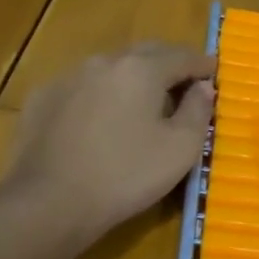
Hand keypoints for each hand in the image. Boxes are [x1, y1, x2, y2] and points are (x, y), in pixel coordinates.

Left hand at [0, 42, 215, 245]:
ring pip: (112, 68)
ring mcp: (69, 77)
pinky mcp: (43, 98)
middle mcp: (105, 61)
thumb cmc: (126, 175)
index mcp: (142, 68)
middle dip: (169, 65)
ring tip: (143, 103)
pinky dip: (101, 95)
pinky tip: (101, 119)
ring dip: (133, 78)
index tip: (215, 75)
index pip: (183, 56)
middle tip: (184, 86)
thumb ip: (198, 111)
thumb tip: (204, 87)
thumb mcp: (180, 148)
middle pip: (146, 54)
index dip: (203, 66)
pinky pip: (83, 87)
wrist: (48, 204)